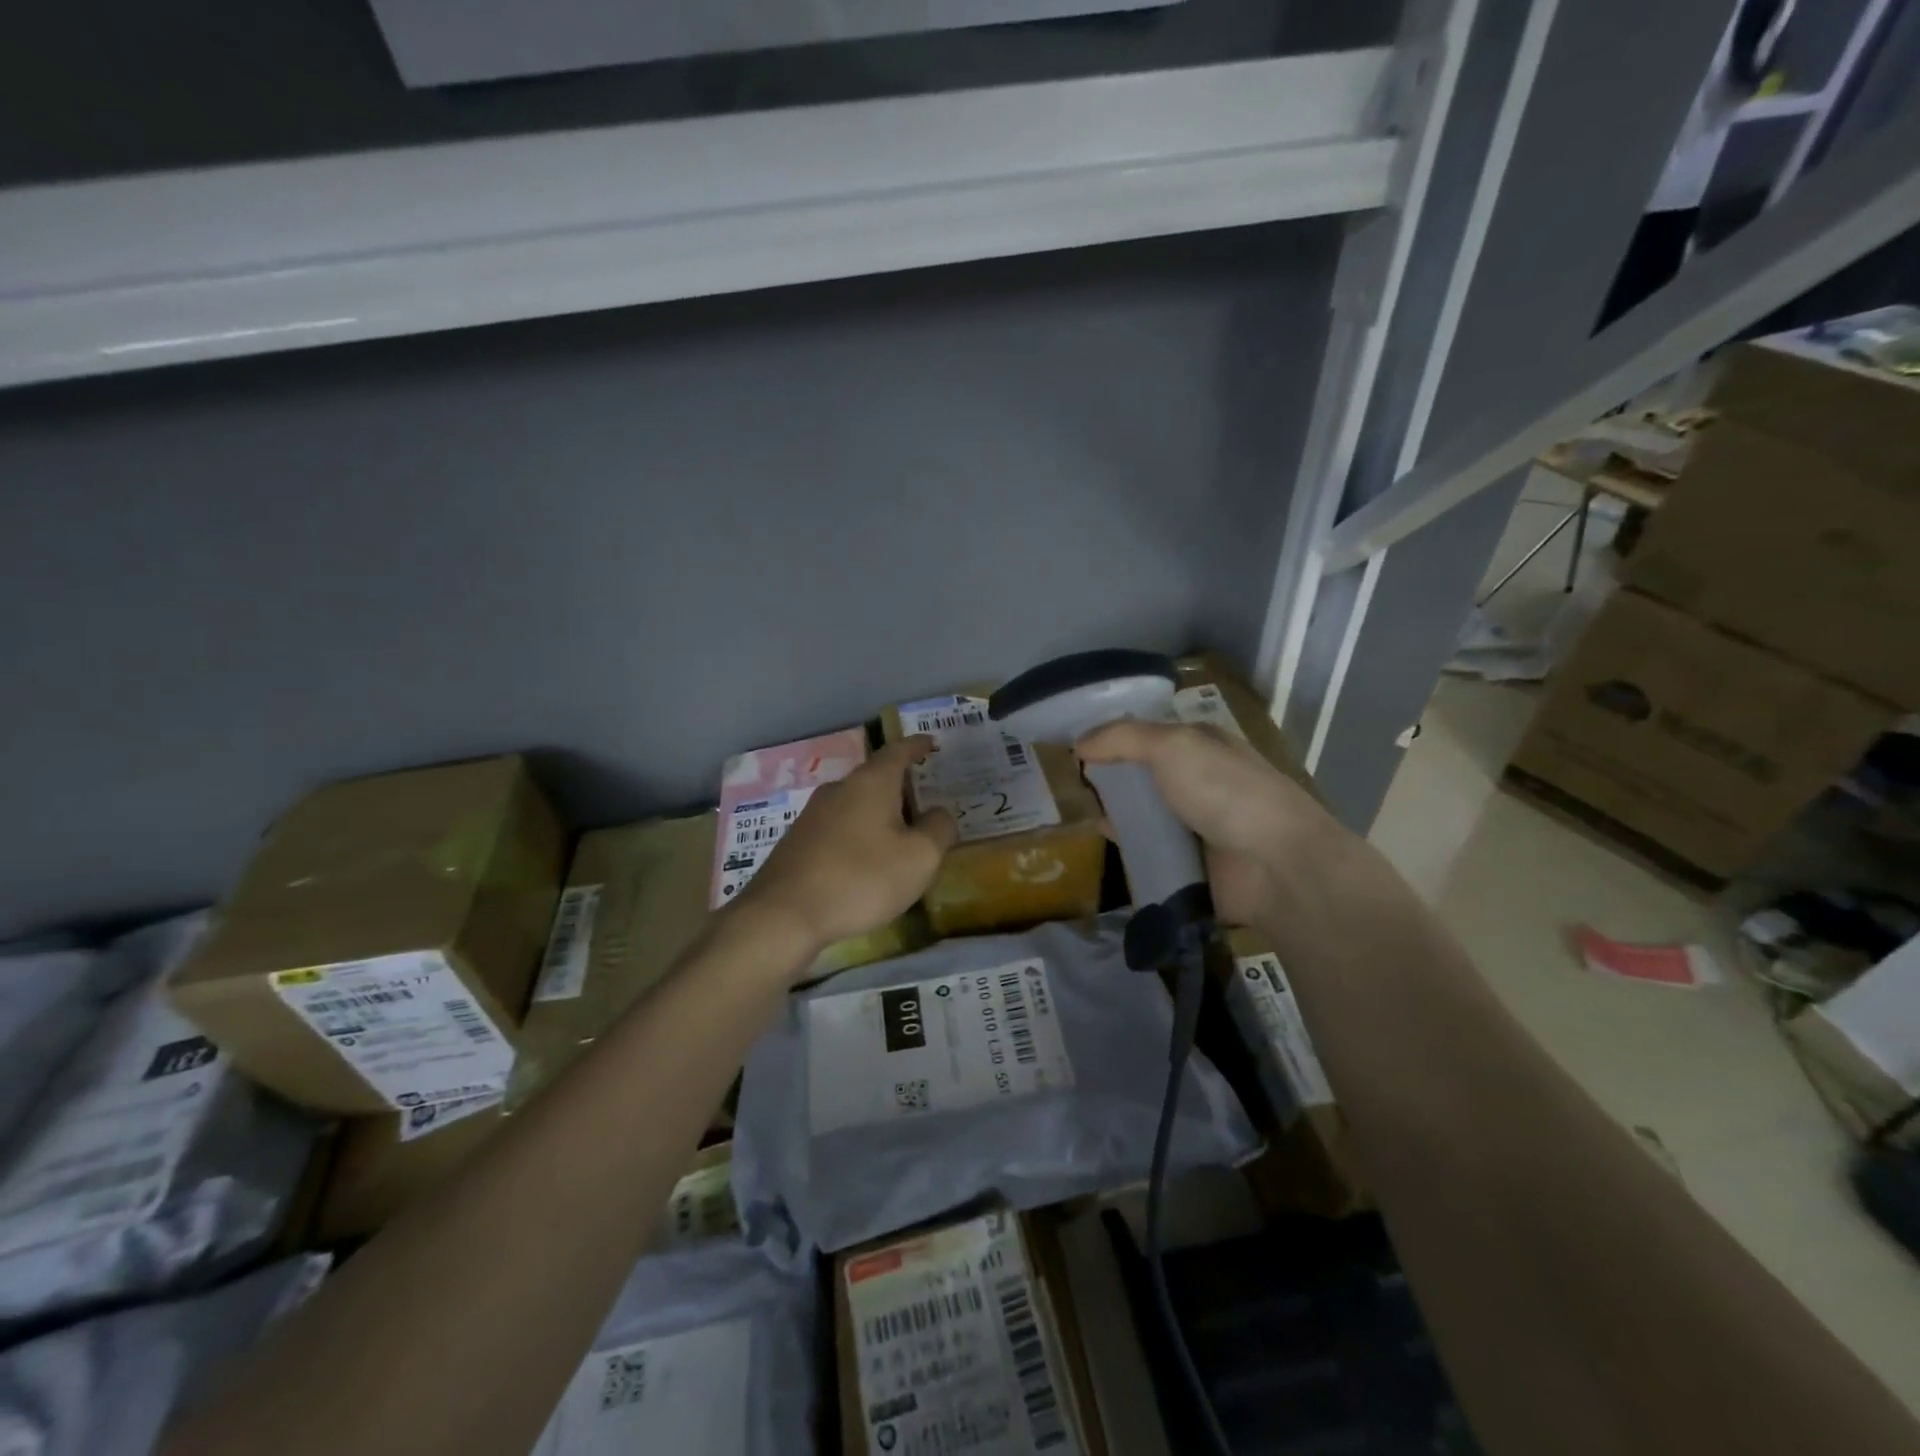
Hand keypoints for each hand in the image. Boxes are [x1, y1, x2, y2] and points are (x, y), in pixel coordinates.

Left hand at [734, 737, 956, 970]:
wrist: (783, 914)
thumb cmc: (861, 878)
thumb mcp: (919, 858)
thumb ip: (939, 829)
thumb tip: (939, 813)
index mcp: (871, 782)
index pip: (898, 751)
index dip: (917, 746)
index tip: (931, 744)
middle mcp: (839, 789)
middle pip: (876, 778)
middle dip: (901, 788)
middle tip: (925, 804)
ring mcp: (813, 815)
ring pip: (856, 804)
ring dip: (879, 815)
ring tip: (899, 838)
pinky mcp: (797, 841)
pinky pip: (839, 828)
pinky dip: (859, 835)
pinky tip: (866, 863)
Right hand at [1075, 719, 1338, 927]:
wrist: (1275, 864)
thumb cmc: (1225, 791)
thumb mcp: (1172, 746)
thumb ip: (1122, 738)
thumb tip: (1078, 744)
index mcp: (1199, 744)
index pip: (1146, 733)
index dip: (1110, 737)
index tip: (1071, 746)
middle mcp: (1197, 779)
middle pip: (1141, 774)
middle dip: (1107, 776)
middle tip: (1063, 782)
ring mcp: (1194, 823)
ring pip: (1142, 812)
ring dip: (1114, 811)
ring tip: (1071, 811)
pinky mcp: (1189, 861)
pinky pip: (1148, 849)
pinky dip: (1127, 845)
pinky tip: (1100, 841)